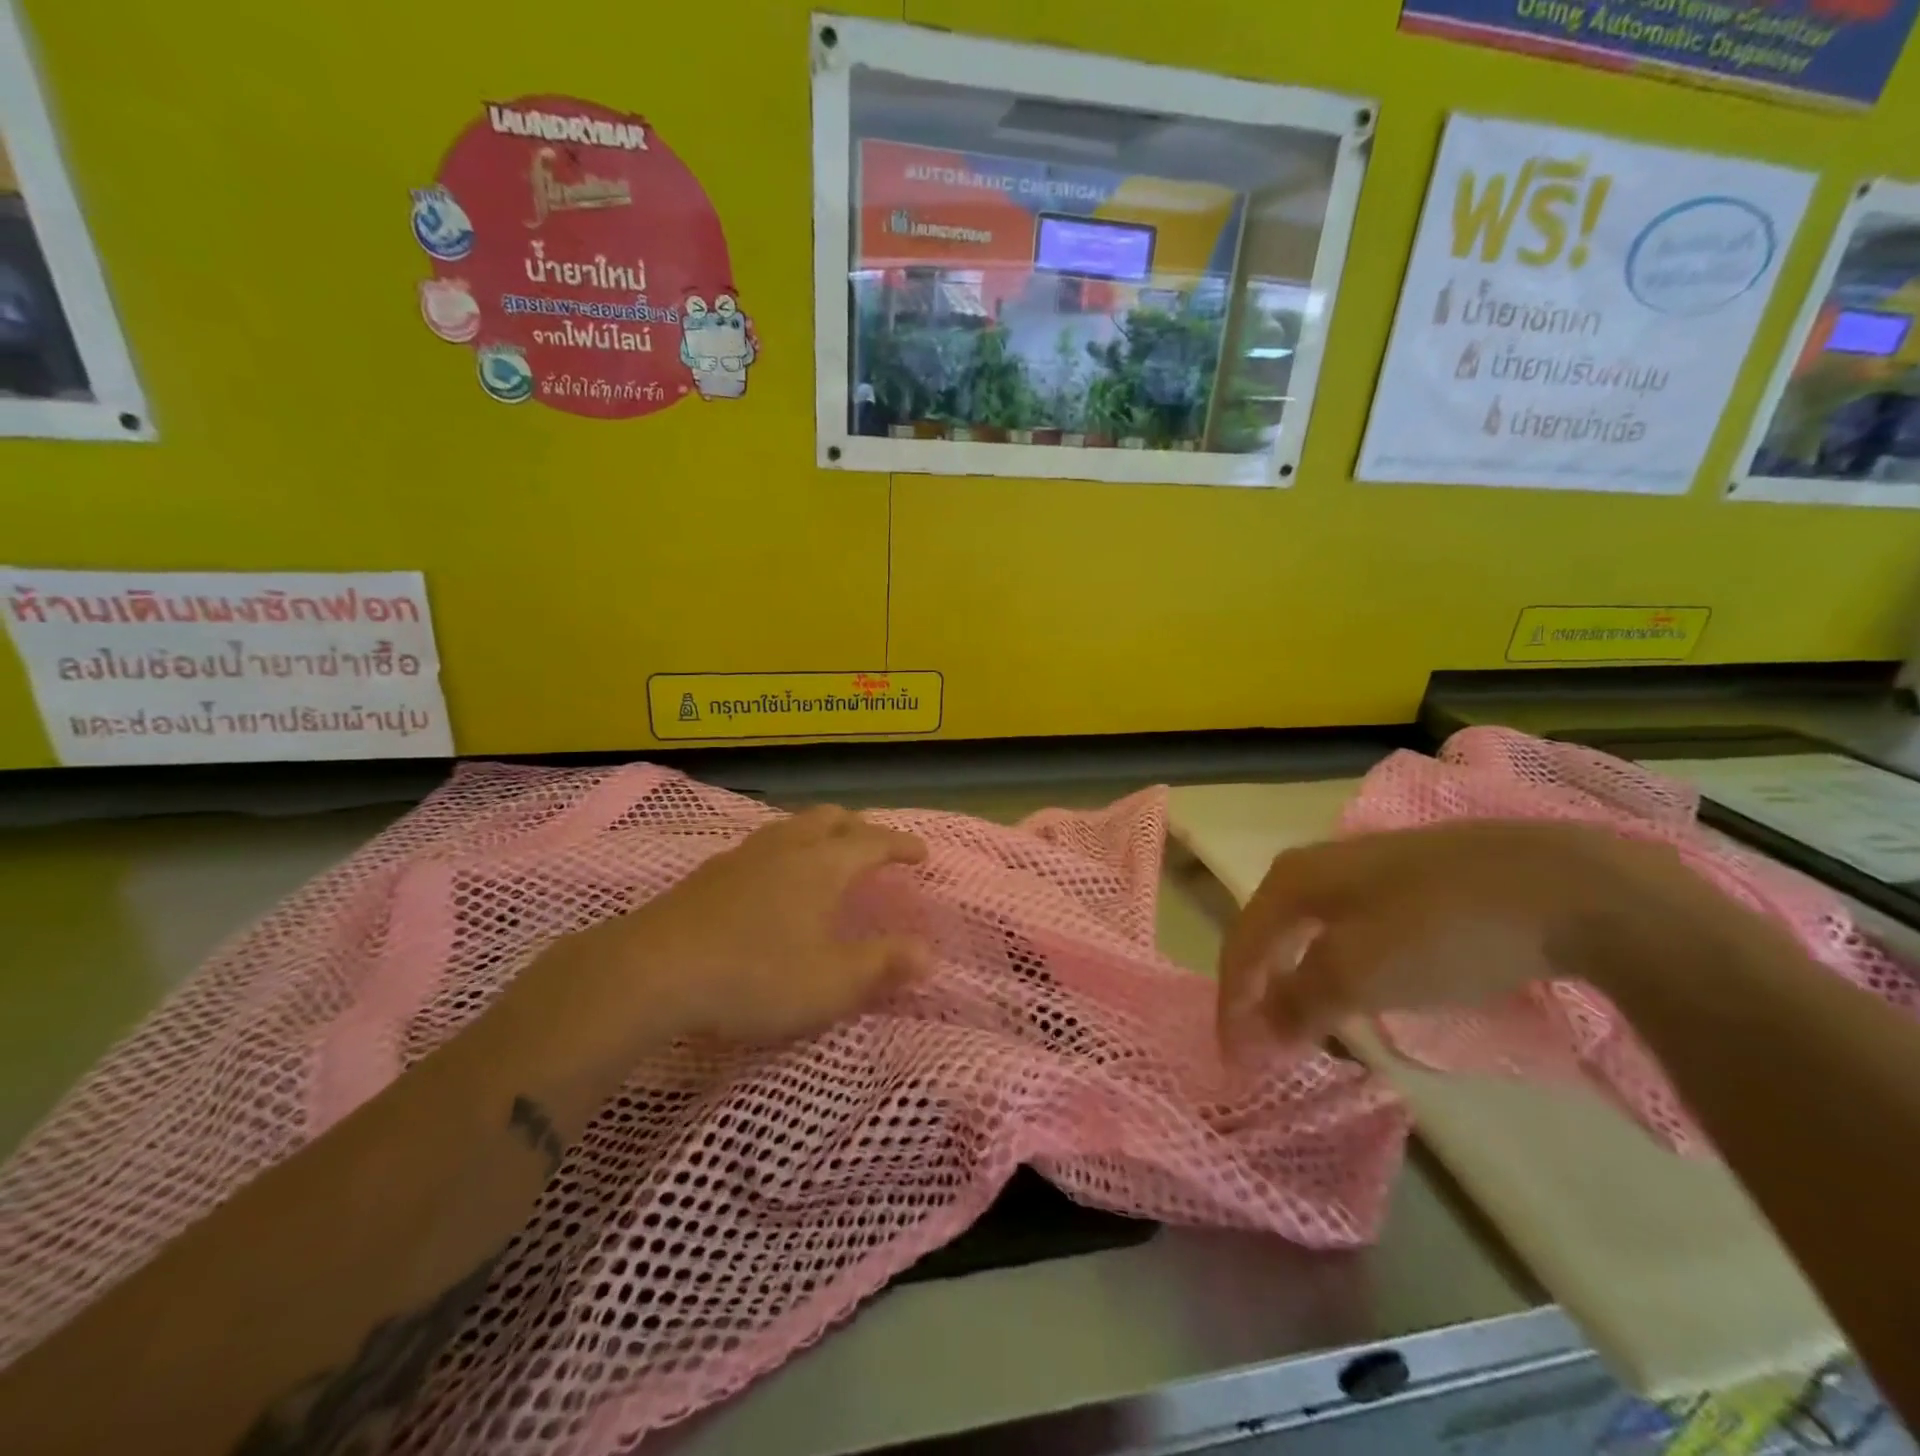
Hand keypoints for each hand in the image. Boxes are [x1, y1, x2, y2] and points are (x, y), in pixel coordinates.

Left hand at [539, 806, 931, 1060]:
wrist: (653, 971)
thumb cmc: (756, 975)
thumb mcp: (831, 982)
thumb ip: (883, 965)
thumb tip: (929, 954)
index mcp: (823, 864)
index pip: (874, 842)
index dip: (902, 845)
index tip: (922, 854)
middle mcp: (786, 847)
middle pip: (830, 818)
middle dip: (859, 828)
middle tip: (874, 847)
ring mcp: (743, 856)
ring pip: (791, 827)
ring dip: (818, 833)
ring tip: (825, 856)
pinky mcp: (708, 874)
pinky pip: (761, 846)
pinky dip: (784, 851)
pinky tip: (771, 880)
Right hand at [1215, 820, 1733, 1046]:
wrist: (1564, 885)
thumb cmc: (1442, 930)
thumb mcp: (1359, 973)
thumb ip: (1298, 1002)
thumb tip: (1254, 1031)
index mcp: (1292, 879)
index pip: (1241, 945)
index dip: (1231, 1003)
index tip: (1235, 1059)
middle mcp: (1318, 864)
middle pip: (1271, 932)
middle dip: (1259, 986)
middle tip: (1263, 1039)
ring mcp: (1370, 866)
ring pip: (1313, 928)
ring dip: (1299, 975)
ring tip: (1307, 1019)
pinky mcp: (1417, 878)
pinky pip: (1354, 926)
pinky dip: (1341, 963)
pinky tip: (1366, 983)